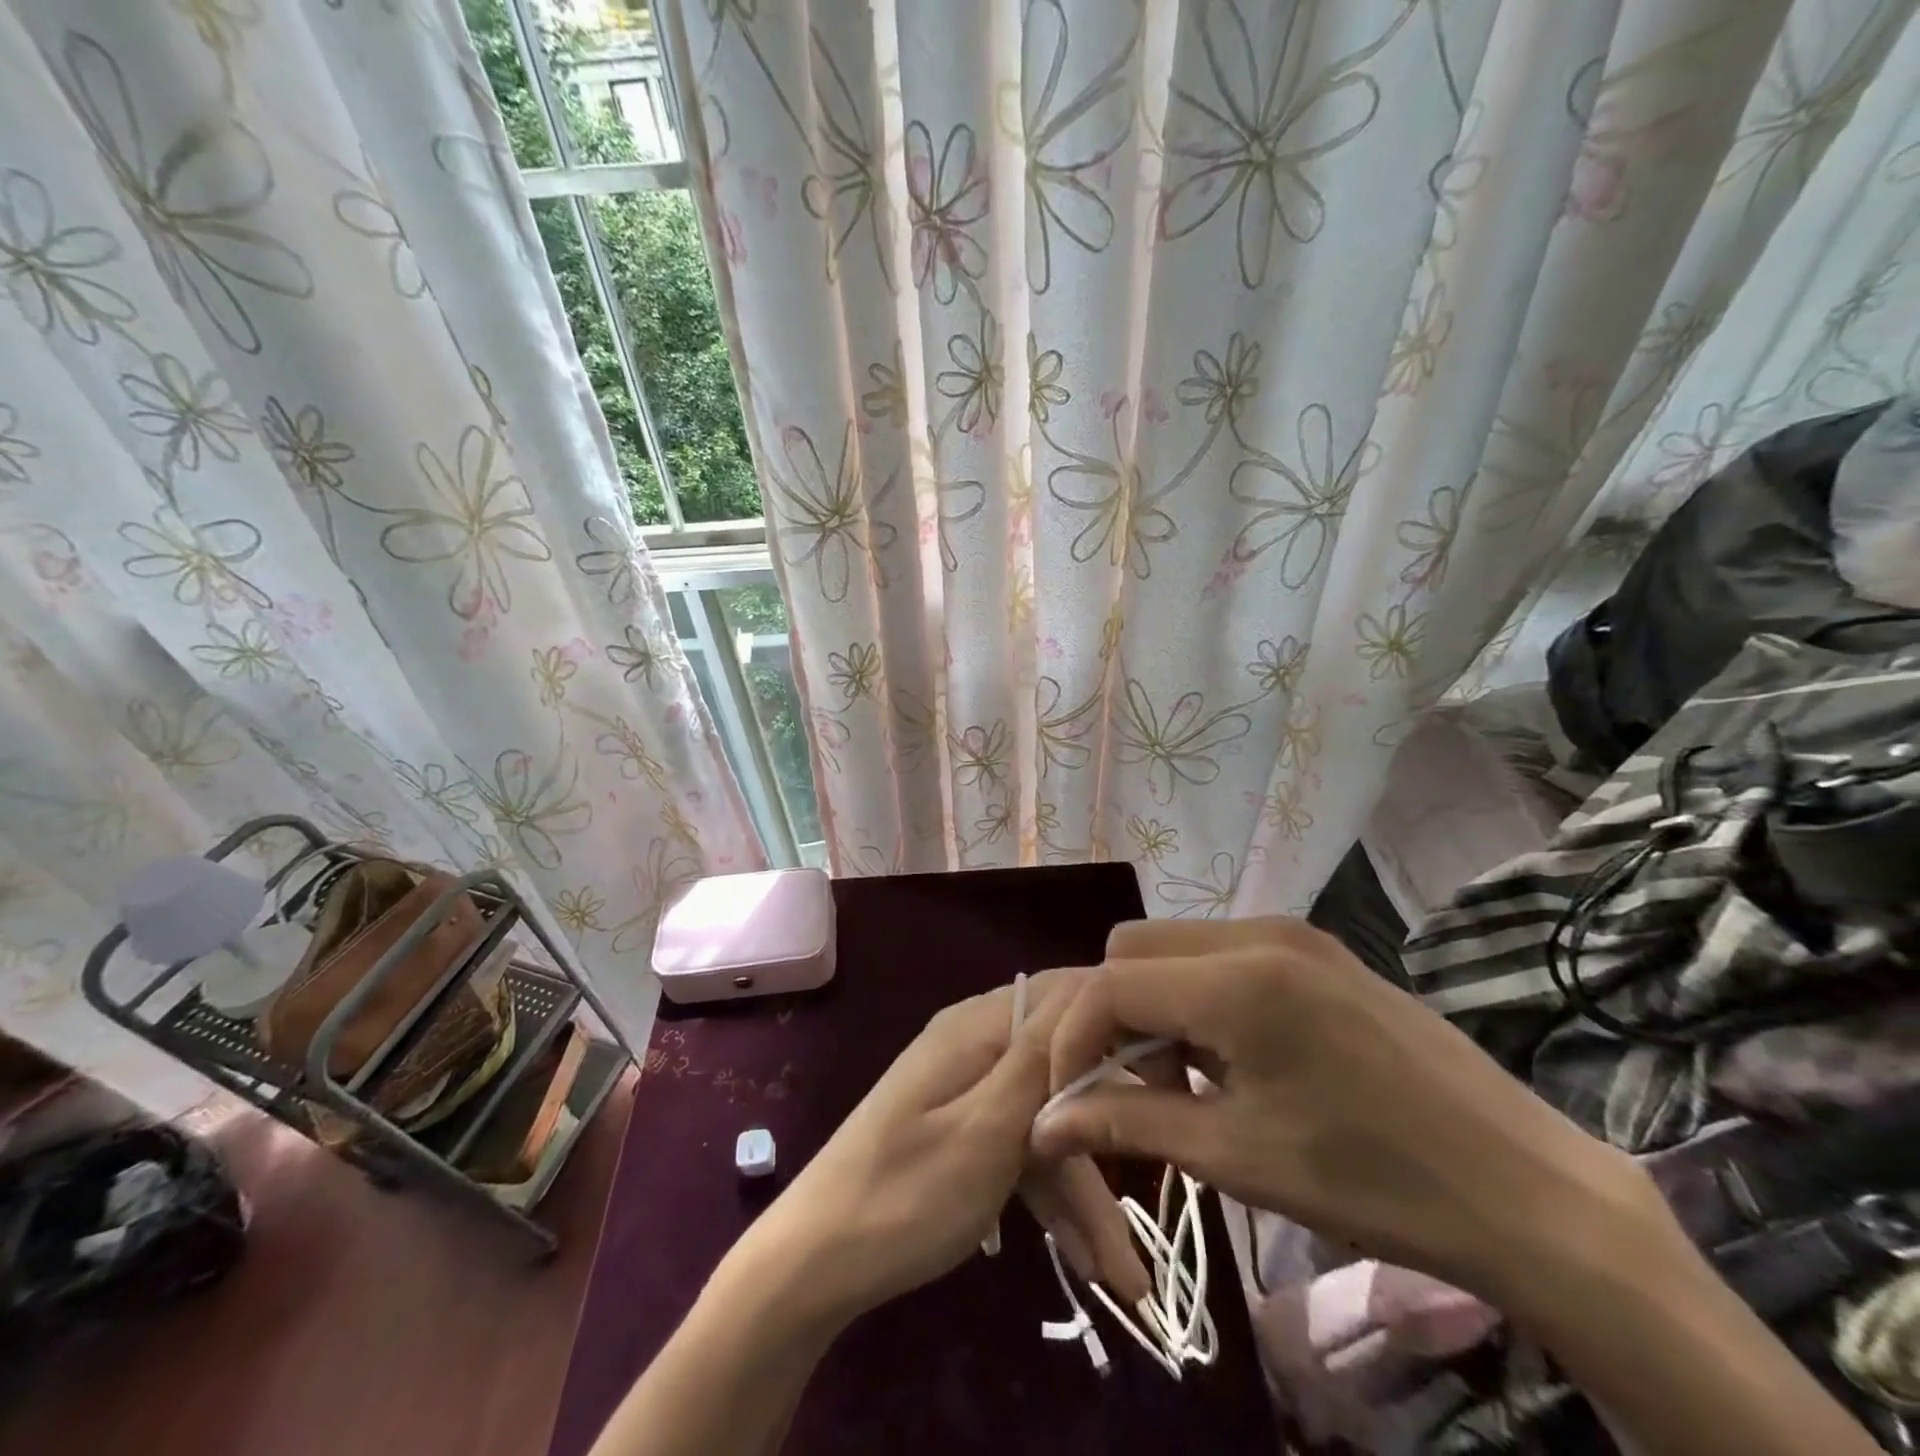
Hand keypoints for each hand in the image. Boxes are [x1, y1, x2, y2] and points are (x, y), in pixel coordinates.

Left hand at [744, 969, 1147, 1326]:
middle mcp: (976, 1046)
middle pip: (1063, 1068)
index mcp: (978, 1027)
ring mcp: (970, 1093)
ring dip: (1085, 1192)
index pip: (1065, 994)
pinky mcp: (965, 1134)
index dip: (1119, 1020)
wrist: (815, 1264)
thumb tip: (1092, 984)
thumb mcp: (986, 1130)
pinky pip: (1021, 1152)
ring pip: (1047, 1124)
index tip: (1172, 1069)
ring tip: (1127, 1279)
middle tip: (1166, 1175)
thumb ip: (1040, 1059)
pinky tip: (1089, 1264)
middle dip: (1108, 1130)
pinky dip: (1050, 1200)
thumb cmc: (905, 1194)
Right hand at [1029, 919, 1663, 1302]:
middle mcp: (1258, 933)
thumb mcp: (1238, 1157)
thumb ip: (1129, 1123)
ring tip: (1184, 1076)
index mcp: (1237, 980)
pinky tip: (1231, 1055)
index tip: (1072, 1098)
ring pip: (1174, 945)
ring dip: (1153, 1002)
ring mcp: (1292, 933)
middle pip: (1132, 948)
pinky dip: (1196, 994)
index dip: (1074, 1039)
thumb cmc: (1374, 1182)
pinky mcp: (1317, 948)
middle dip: (1111, 1013)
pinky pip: (1221, 952)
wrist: (1527, 1188)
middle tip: (1132, 1084)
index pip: (1109, 983)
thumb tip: (1044, 1123)